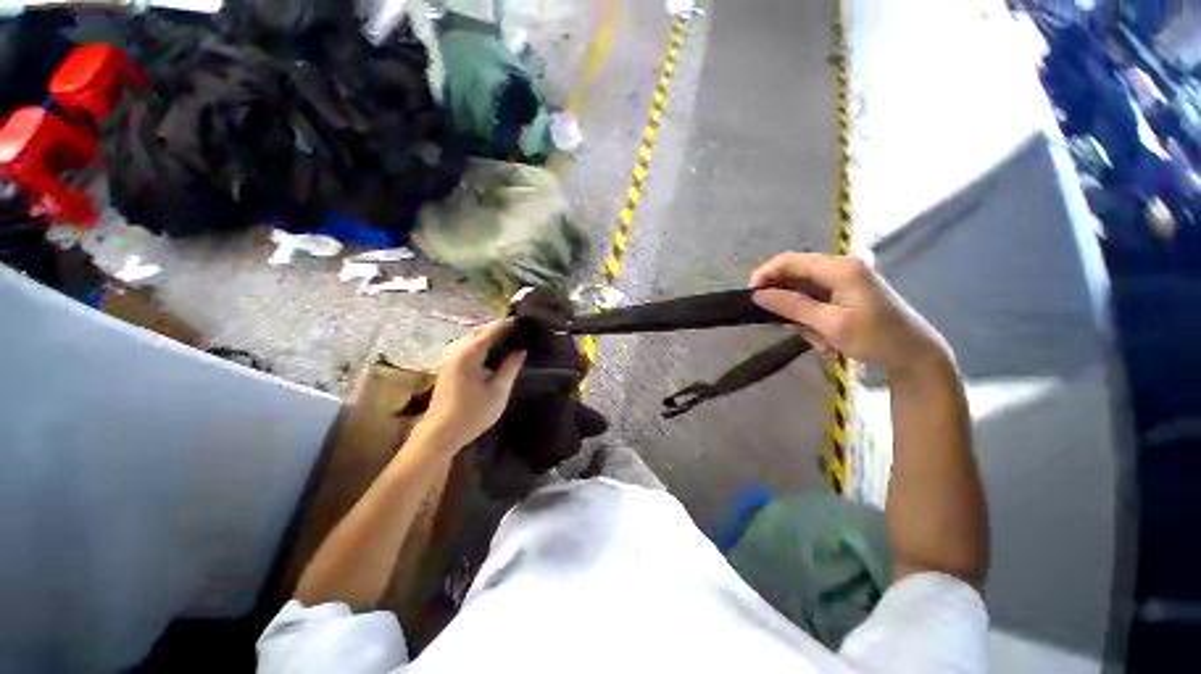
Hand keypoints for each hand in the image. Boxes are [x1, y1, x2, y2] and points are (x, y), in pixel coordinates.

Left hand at [417, 320, 525, 454]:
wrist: (440, 434)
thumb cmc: (472, 413)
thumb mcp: (498, 391)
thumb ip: (510, 367)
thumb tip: (521, 350)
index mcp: (469, 354)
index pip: (491, 331)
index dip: (508, 325)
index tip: (524, 323)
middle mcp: (457, 351)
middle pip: (479, 331)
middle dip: (498, 328)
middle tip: (519, 330)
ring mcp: (450, 359)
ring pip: (472, 339)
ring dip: (489, 336)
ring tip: (508, 339)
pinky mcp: (449, 367)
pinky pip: (467, 347)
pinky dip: (481, 344)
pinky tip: (492, 352)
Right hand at [751, 253, 948, 373]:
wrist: (915, 356)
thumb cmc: (876, 338)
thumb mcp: (831, 324)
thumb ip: (792, 306)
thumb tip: (757, 294)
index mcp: (840, 268)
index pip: (790, 261)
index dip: (765, 274)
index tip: (749, 295)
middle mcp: (841, 267)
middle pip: (795, 276)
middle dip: (788, 303)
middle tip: (791, 327)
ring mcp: (845, 280)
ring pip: (803, 293)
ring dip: (803, 317)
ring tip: (821, 340)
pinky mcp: (846, 293)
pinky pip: (815, 302)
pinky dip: (814, 321)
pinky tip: (827, 339)